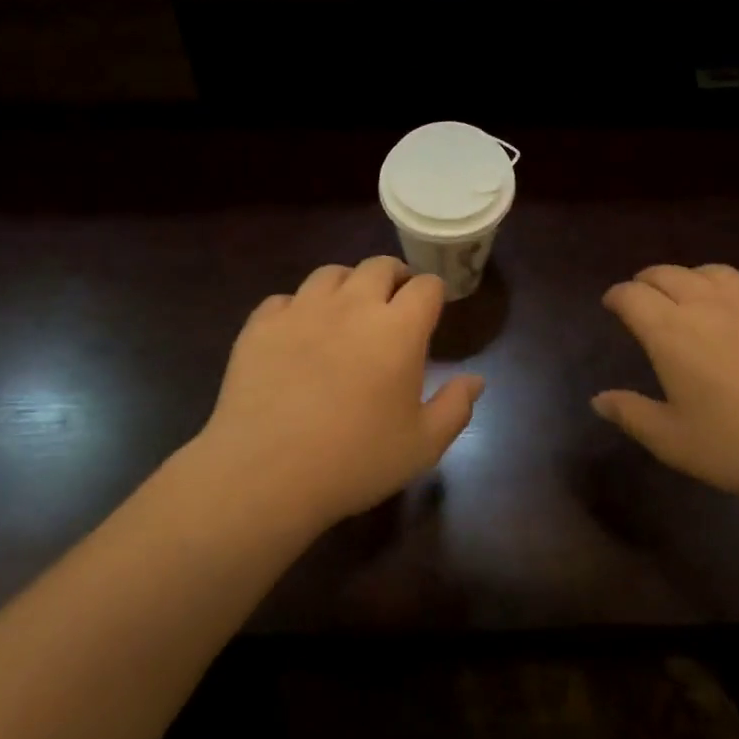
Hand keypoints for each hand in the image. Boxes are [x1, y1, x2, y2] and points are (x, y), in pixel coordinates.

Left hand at [196, 257, 481, 529]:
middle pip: (379, 265)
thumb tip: (476, 380)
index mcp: (398, 328)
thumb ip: (455, 407)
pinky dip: (298, 308)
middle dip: (394, 277)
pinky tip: (298, 333)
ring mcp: (303, 309)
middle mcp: (353, 304)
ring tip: (346, 309)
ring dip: (347, 284)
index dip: (433, 292)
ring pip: (331, 273)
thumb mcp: (422, 445)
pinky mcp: (262, 324)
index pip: (426, 286)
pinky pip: (284, 299)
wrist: (265, 473)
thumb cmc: (355, 460)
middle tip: (394, 302)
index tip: (432, 308)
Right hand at [593, 264, 738, 508]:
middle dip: (647, 281)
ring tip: (690, 294)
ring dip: (690, 278)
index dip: (617, 296)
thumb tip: (598, 399)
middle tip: (644, 295)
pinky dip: (733, 292)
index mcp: (670, 331)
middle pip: (666, 273)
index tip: (613, 304)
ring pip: (710, 271)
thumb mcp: (674, 442)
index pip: (631, 295)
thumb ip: (632, 415)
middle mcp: (706, 302)